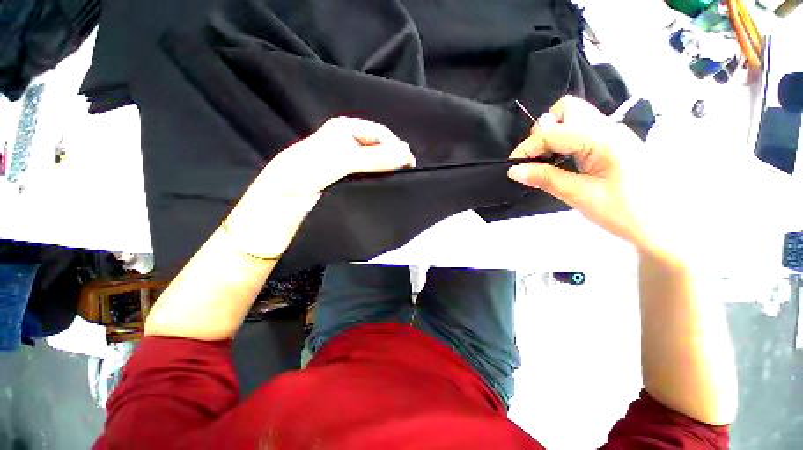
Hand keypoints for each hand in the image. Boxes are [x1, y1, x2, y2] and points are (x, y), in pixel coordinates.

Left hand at [225, 117, 414, 258]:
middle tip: (405, 179)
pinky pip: (369, 178)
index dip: (396, 148)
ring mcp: (346, 165)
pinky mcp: (345, 183)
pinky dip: (380, 183)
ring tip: (397, 186)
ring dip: (388, 173)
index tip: (410, 168)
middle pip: (380, 148)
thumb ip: (371, 158)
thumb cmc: (297, 182)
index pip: (380, 134)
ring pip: (376, 164)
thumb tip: (406, 154)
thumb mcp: (335, 163)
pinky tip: (384, 191)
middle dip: (394, 160)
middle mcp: (346, 145)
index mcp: (341, 131)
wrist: (272, 215)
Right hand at [508, 96, 664, 255]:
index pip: (553, 131)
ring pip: (573, 118)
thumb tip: (514, 170)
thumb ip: (546, 179)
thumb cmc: (627, 213)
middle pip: (566, 110)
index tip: (514, 167)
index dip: (527, 147)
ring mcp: (612, 134)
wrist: (666, 226)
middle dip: (543, 131)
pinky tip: (561, 162)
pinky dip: (563, 142)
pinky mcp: (612, 143)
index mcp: (603, 139)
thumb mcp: (581, 196)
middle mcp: (609, 128)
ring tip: (546, 162)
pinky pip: (580, 132)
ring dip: (553, 136)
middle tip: (536, 158)